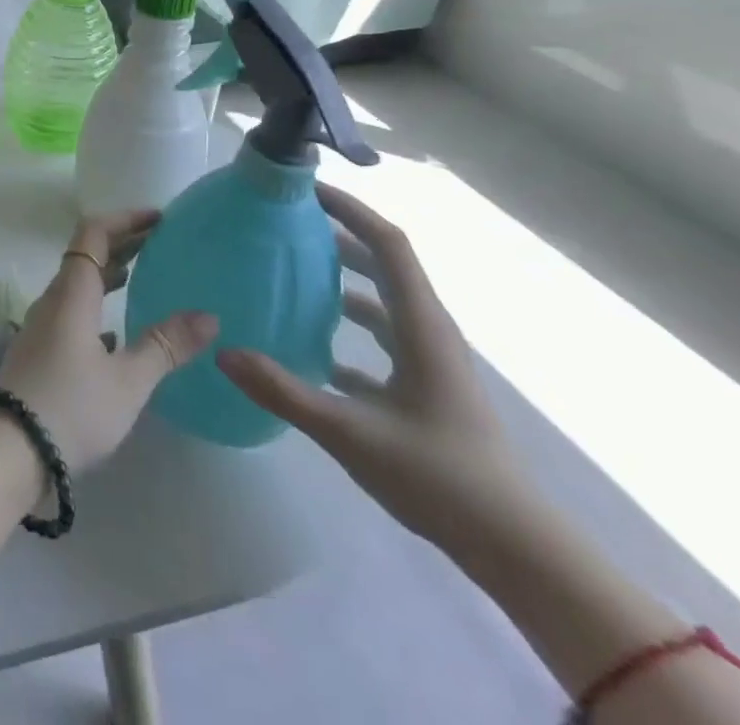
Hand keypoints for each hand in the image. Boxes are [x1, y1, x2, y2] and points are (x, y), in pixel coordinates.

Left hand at [0, 211, 217, 473]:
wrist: (9, 448)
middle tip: (162, 243)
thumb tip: (207, 316)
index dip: (125, 219)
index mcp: (72, 293)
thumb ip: (165, 346)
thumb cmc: (71, 407)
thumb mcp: (127, 380)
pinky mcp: (40, 350)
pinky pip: (73, 310)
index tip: (159, 218)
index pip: (94, 233)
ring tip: (144, 277)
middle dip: (123, 243)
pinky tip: (118, 330)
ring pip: (79, 283)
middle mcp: (54, 299)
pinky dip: (98, 305)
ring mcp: (43, 325)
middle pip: (86, 254)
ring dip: (110, 273)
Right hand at [218, 184, 533, 550]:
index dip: (351, 210)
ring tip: (291, 275)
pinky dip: (347, 330)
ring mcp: (429, 362)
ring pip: (381, 302)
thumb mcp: (351, 433)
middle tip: (285, 226)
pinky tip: (310, 348)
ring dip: (341, 281)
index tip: (306, 190)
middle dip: (337, 237)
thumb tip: (222, 351)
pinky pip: (381, 340)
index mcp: (421, 327)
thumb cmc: (441, 479)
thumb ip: (283, 390)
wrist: (517, 551)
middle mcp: (428, 333)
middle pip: (383, 265)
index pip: (388, 245)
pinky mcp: (425, 389)